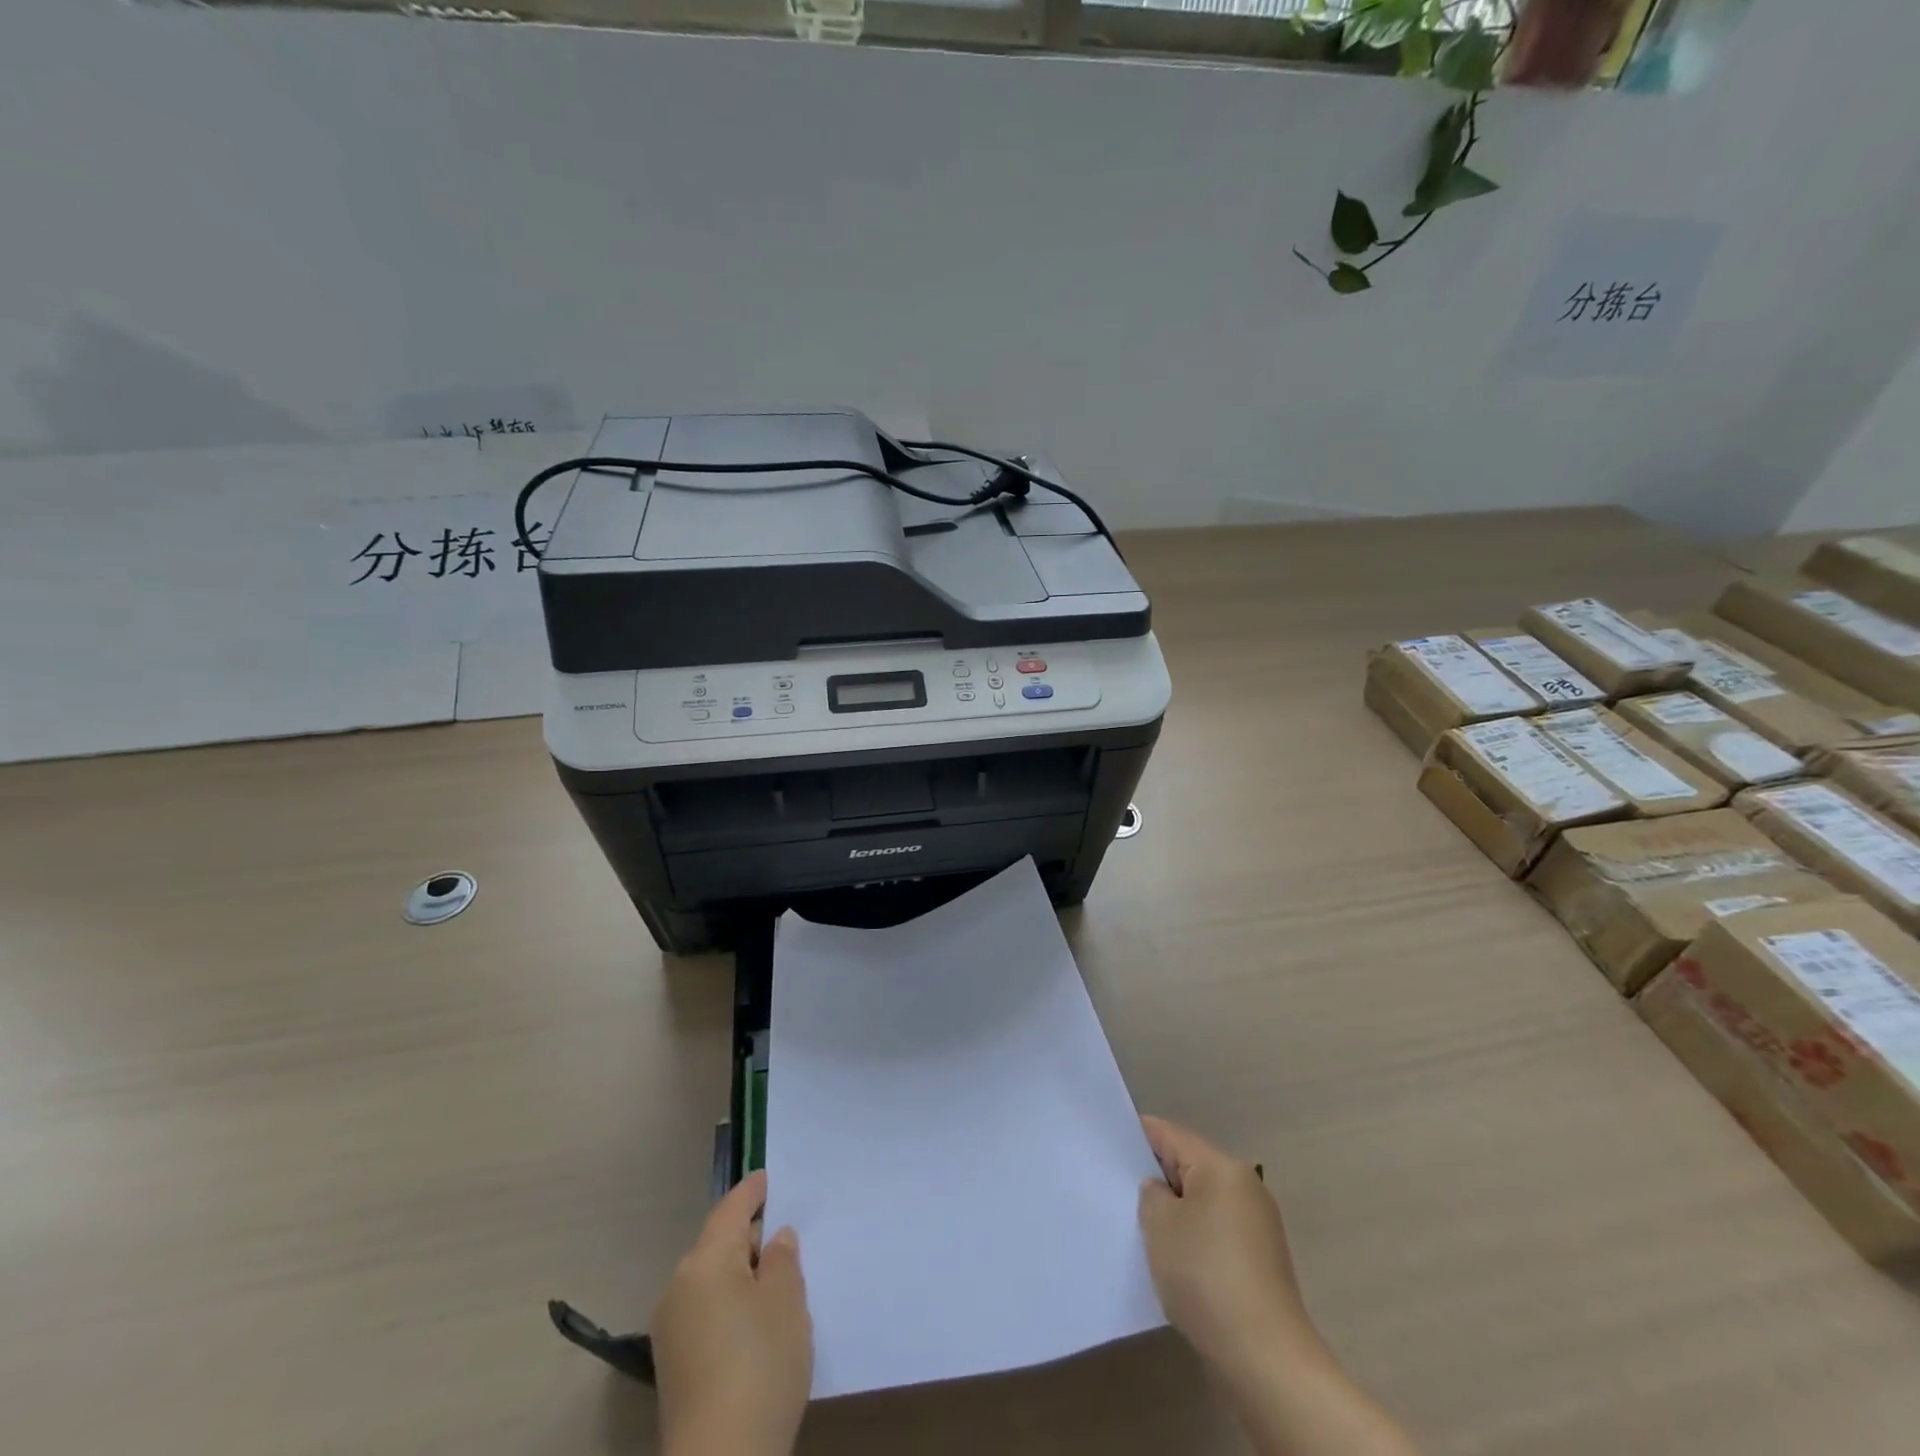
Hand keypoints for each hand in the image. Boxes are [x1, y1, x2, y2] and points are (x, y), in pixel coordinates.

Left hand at [651, 1171, 812, 1455]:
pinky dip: (729, 1305)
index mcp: (705, 1262)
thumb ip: (782, 1261)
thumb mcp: (787, 1303)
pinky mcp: (672, 1367)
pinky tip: (754, 1325)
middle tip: (783, 1239)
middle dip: (748, 1239)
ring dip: (739, 1276)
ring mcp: (670, 1330)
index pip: (730, 1210)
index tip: (766, 1177)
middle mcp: (678, 1287)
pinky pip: (705, 1312)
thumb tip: (773, 1240)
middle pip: (717, 1245)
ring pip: (711, 1281)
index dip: (751, 1192)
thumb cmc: (760, 1367)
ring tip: (775, 1284)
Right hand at [1137, 1115, 1319, 1378]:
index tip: (1108, 1145)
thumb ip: (1151, 1194)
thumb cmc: (1206, 1276)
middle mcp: (1244, 1186)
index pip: (1170, 1135)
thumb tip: (1161, 1192)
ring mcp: (1257, 1224)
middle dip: (1155, 1177)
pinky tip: (1172, 1260)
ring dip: (1174, 1211)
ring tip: (1140, 1228)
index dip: (1137, 1136)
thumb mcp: (1160, 1225)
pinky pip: (1215, 1231)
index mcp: (1222, 1167)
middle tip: (1116, 1189)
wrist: (1265, 1359)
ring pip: (1201, 1201)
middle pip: (1188, 1166)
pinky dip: (1192, 1237)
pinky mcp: (1259, 1260)